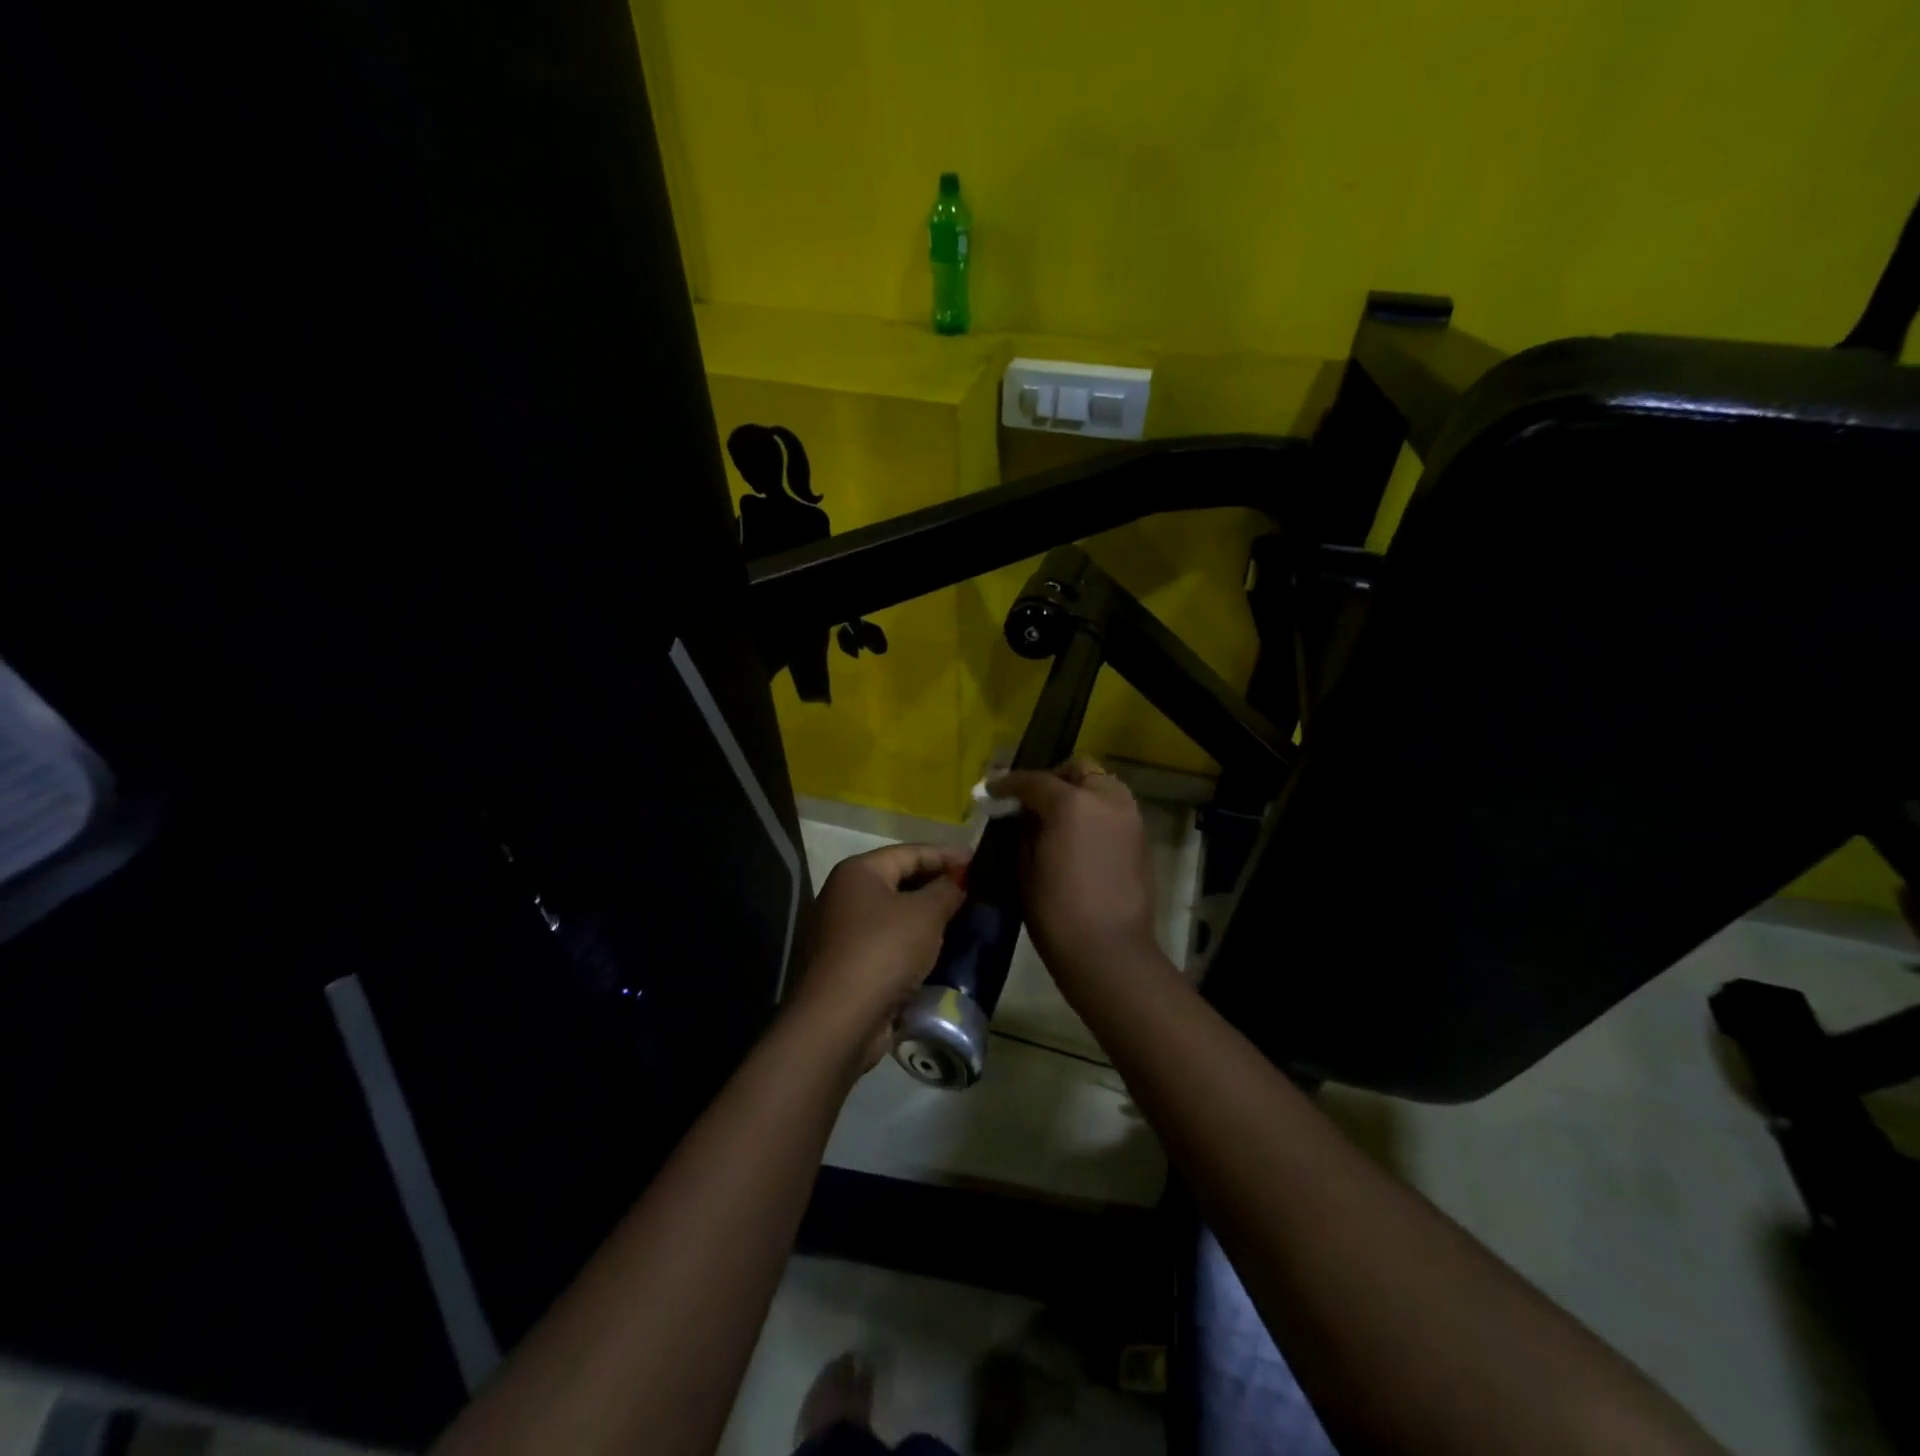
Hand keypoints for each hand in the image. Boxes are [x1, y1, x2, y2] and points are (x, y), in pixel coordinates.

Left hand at [790, 842, 969, 1068]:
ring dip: (927, 917)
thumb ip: (947, 890)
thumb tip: (959, 879)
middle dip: (937, 885)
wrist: (839, 1020)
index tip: (978, 861)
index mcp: (858, 872)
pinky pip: (889, 944)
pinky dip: (914, 944)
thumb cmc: (883, 950)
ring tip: (964, 919)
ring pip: (895, 916)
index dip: (946, 854)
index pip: (910, 852)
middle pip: (900, 881)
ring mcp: (843, 933)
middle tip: (975, 890)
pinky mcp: (849, 966)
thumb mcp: (925, 914)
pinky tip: (941, 951)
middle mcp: (845, 896)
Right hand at [987, 758, 1157, 977]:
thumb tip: (1024, 815)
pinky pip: (1115, 809)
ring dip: (1079, 791)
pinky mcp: (1142, 838)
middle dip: (1053, 778)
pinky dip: (1096, 811)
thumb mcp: (1025, 867)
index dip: (1009, 783)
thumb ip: (1024, 830)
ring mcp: (1129, 817)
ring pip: (1102, 785)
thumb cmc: (1056, 912)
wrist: (1109, 951)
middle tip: (1032, 800)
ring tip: (1057, 816)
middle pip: (1078, 770)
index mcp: (1071, 803)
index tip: (992, 790)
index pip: (1034, 780)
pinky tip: (1079, 835)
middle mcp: (1106, 799)